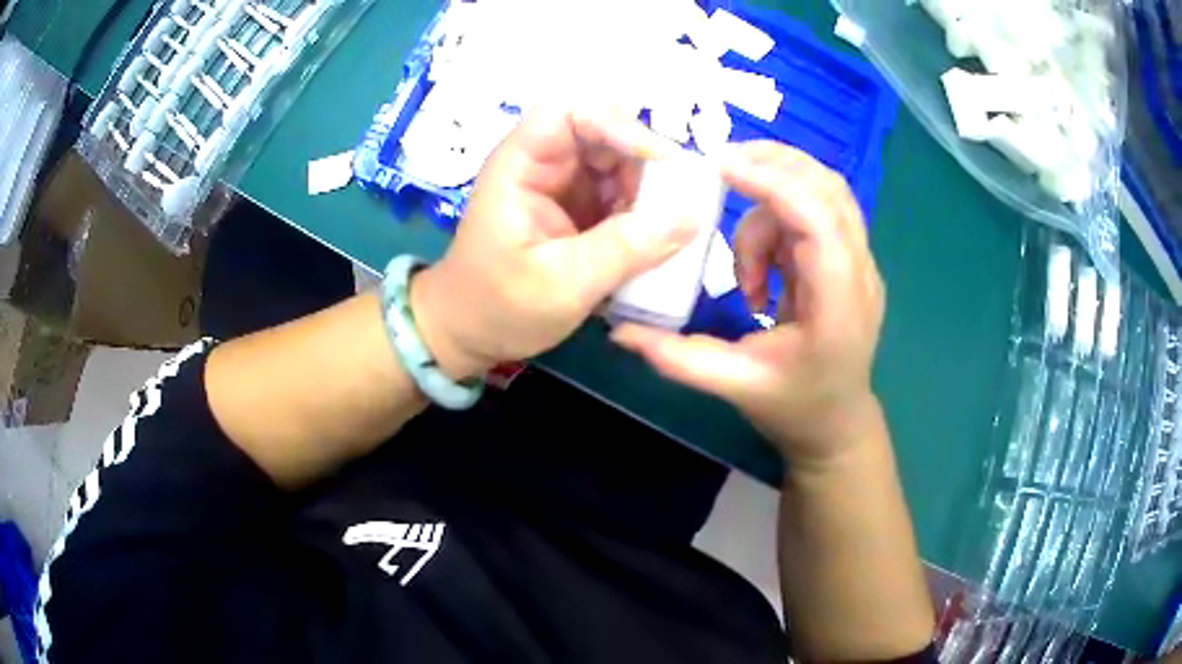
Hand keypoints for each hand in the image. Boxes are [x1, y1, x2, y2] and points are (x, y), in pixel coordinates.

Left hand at [410, 105, 697, 379]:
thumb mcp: (563, 284)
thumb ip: (626, 248)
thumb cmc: (499, 307)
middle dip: (644, 162)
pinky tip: (659, 239)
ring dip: (650, 190)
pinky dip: (645, 212)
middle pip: (605, 133)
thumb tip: (693, 215)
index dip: (616, 123)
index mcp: (522, 164)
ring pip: (620, 164)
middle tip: (680, 201)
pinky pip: (621, 194)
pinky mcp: (579, 210)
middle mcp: (545, 164)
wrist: (469, 335)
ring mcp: (564, 186)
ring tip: (671, 229)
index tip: (660, 161)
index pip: (569, 111)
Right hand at [612, 142, 886, 470]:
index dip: (772, 183)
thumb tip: (617, 330)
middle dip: (772, 166)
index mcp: (839, 304)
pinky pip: (814, 212)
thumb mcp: (735, 386)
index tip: (720, 166)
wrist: (837, 424)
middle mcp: (859, 272)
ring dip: (771, 203)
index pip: (817, 220)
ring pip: (821, 193)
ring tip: (742, 266)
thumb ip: (677, 358)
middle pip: (827, 189)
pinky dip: (779, 219)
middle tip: (719, 171)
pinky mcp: (849, 260)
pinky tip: (761, 269)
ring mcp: (860, 263)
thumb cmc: (795, 408)